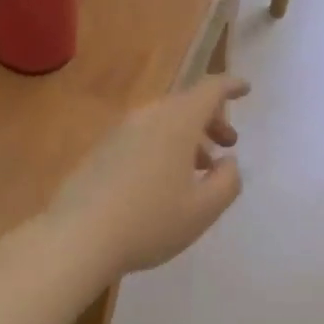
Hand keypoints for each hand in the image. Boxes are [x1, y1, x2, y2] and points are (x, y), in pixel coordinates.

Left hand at [50, 76, 248, 277]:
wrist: (78, 237)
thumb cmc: (150, 222)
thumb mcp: (204, 210)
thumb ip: (228, 181)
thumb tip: (228, 163)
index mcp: (176, 123)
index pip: (209, 90)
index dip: (230, 86)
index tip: (245, 89)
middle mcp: (147, 117)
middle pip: (185, 105)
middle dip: (211, 120)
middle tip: (227, 144)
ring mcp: (119, 133)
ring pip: (162, 122)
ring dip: (186, 137)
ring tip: (198, 170)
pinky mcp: (100, 152)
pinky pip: (141, 138)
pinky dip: (162, 148)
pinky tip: (162, 182)